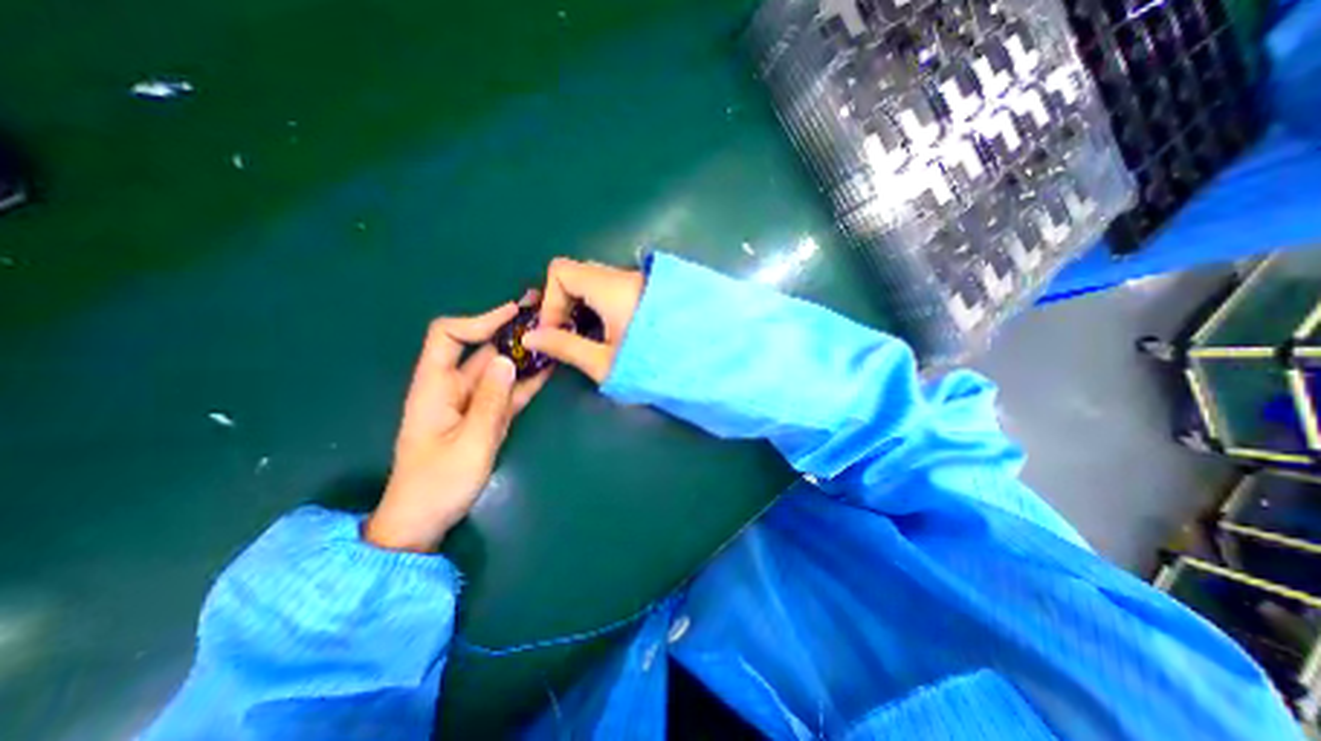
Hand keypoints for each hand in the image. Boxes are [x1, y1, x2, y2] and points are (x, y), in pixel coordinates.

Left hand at [363, 298, 550, 548]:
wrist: (425, 519)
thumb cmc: (439, 483)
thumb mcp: (470, 443)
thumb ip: (490, 401)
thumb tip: (506, 359)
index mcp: (435, 386)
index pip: (448, 336)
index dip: (480, 320)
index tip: (514, 314)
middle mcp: (453, 387)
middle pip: (480, 348)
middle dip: (510, 329)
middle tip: (543, 313)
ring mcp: (472, 402)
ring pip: (499, 368)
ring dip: (523, 352)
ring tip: (553, 335)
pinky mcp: (486, 416)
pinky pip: (508, 391)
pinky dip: (527, 379)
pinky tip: (548, 368)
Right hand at [529, 257, 648, 384]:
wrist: (705, 365)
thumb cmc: (652, 365)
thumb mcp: (604, 362)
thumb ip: (565, 346)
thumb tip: (530, 337)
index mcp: (612, 288)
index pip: (562, 270)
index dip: (550, 298)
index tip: (556, 330)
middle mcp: (626, 277)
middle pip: (579, 274)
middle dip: (565, 303)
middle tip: (569, 335)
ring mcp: (641, 282)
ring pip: (598, 282)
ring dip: (584, 306)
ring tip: (589, 338)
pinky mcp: (651, 291)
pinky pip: (615, 289)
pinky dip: (602, 306)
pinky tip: (611, 333)